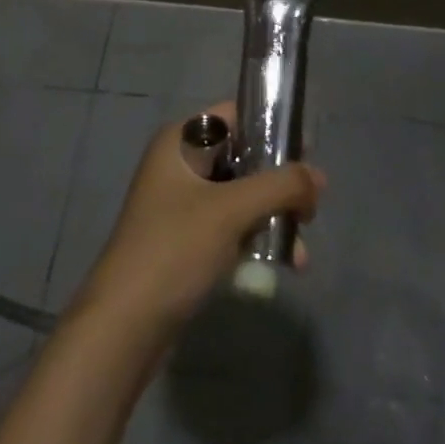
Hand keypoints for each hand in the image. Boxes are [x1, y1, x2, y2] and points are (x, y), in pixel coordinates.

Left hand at [74, 101, 323, 335]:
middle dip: (279, 182)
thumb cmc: (175, 250)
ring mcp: (181, 203)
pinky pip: (231, 226)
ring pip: (240, 195)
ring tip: (301, 248)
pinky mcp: (186, 240)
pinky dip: (256, 238)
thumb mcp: (231, 211)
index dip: (273, 129)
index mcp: (180, 141)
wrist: (124, 327)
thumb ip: (280, 186)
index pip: (235, 116)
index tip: (308, 155)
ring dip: (273, 215)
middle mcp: (179, 164)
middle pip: (242, 157)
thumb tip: (319, 177)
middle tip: (312, 205)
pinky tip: (285, 264)